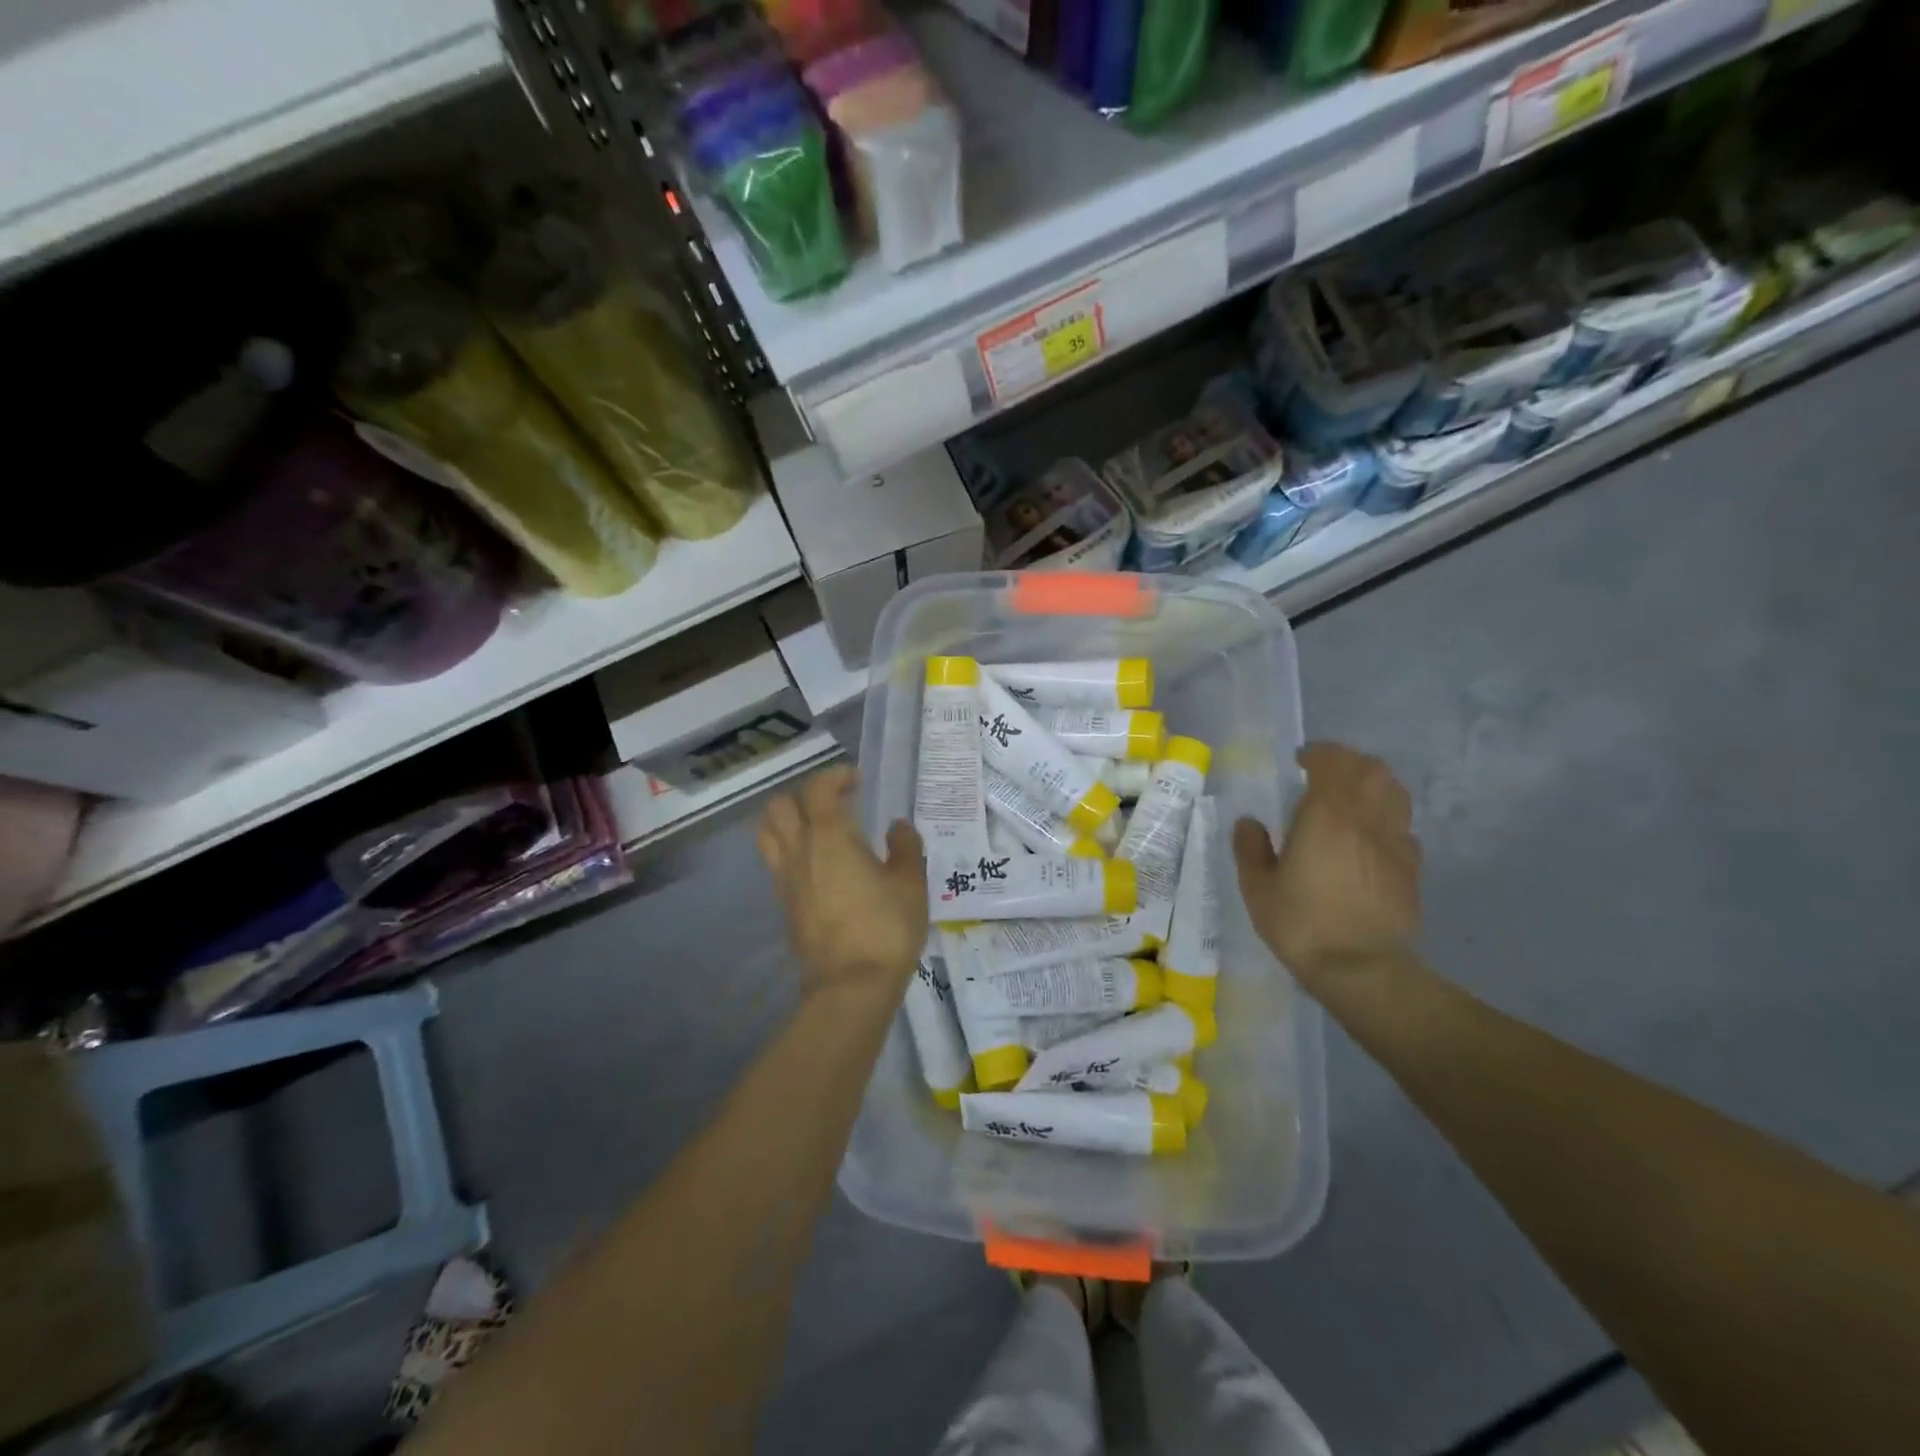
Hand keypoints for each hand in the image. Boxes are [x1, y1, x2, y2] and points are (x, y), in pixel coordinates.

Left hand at [757, 765, 927, 1000]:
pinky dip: (789, 851)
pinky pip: (775, 864)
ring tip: (815, 828)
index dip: (835, 776)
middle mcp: (799, 850)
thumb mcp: (910, 884)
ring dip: (786, 821)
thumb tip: (897, 826)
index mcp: (830, 836)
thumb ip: (905, 848)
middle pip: (780, 805)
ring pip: (767, 833)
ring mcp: (785, 879)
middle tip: (834, 803)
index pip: (819, 789)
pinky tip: (815, 865)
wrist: (850, 986)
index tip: (857, 781)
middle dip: (804, 794)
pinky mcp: (783, 905)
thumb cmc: (886, 928)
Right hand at [1233, 743, 1420, 983]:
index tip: (1300, 762)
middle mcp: (1366, 819)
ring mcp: (1395, 842)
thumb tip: (1249, 823)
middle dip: (1349, 763)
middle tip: (1325, 775)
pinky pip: (1403, 827)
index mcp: (1326, 815)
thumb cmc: (1301, 924)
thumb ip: (1250, 848)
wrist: (1360, 969)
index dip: (1318, 753)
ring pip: (1396, 792)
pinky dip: (1387, 820)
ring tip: (1351, 800)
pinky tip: (1369, 839)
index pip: (1333, 761)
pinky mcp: (1411, 867)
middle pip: (1372, 769)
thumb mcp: (1257, 888)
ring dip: (1373, 785)